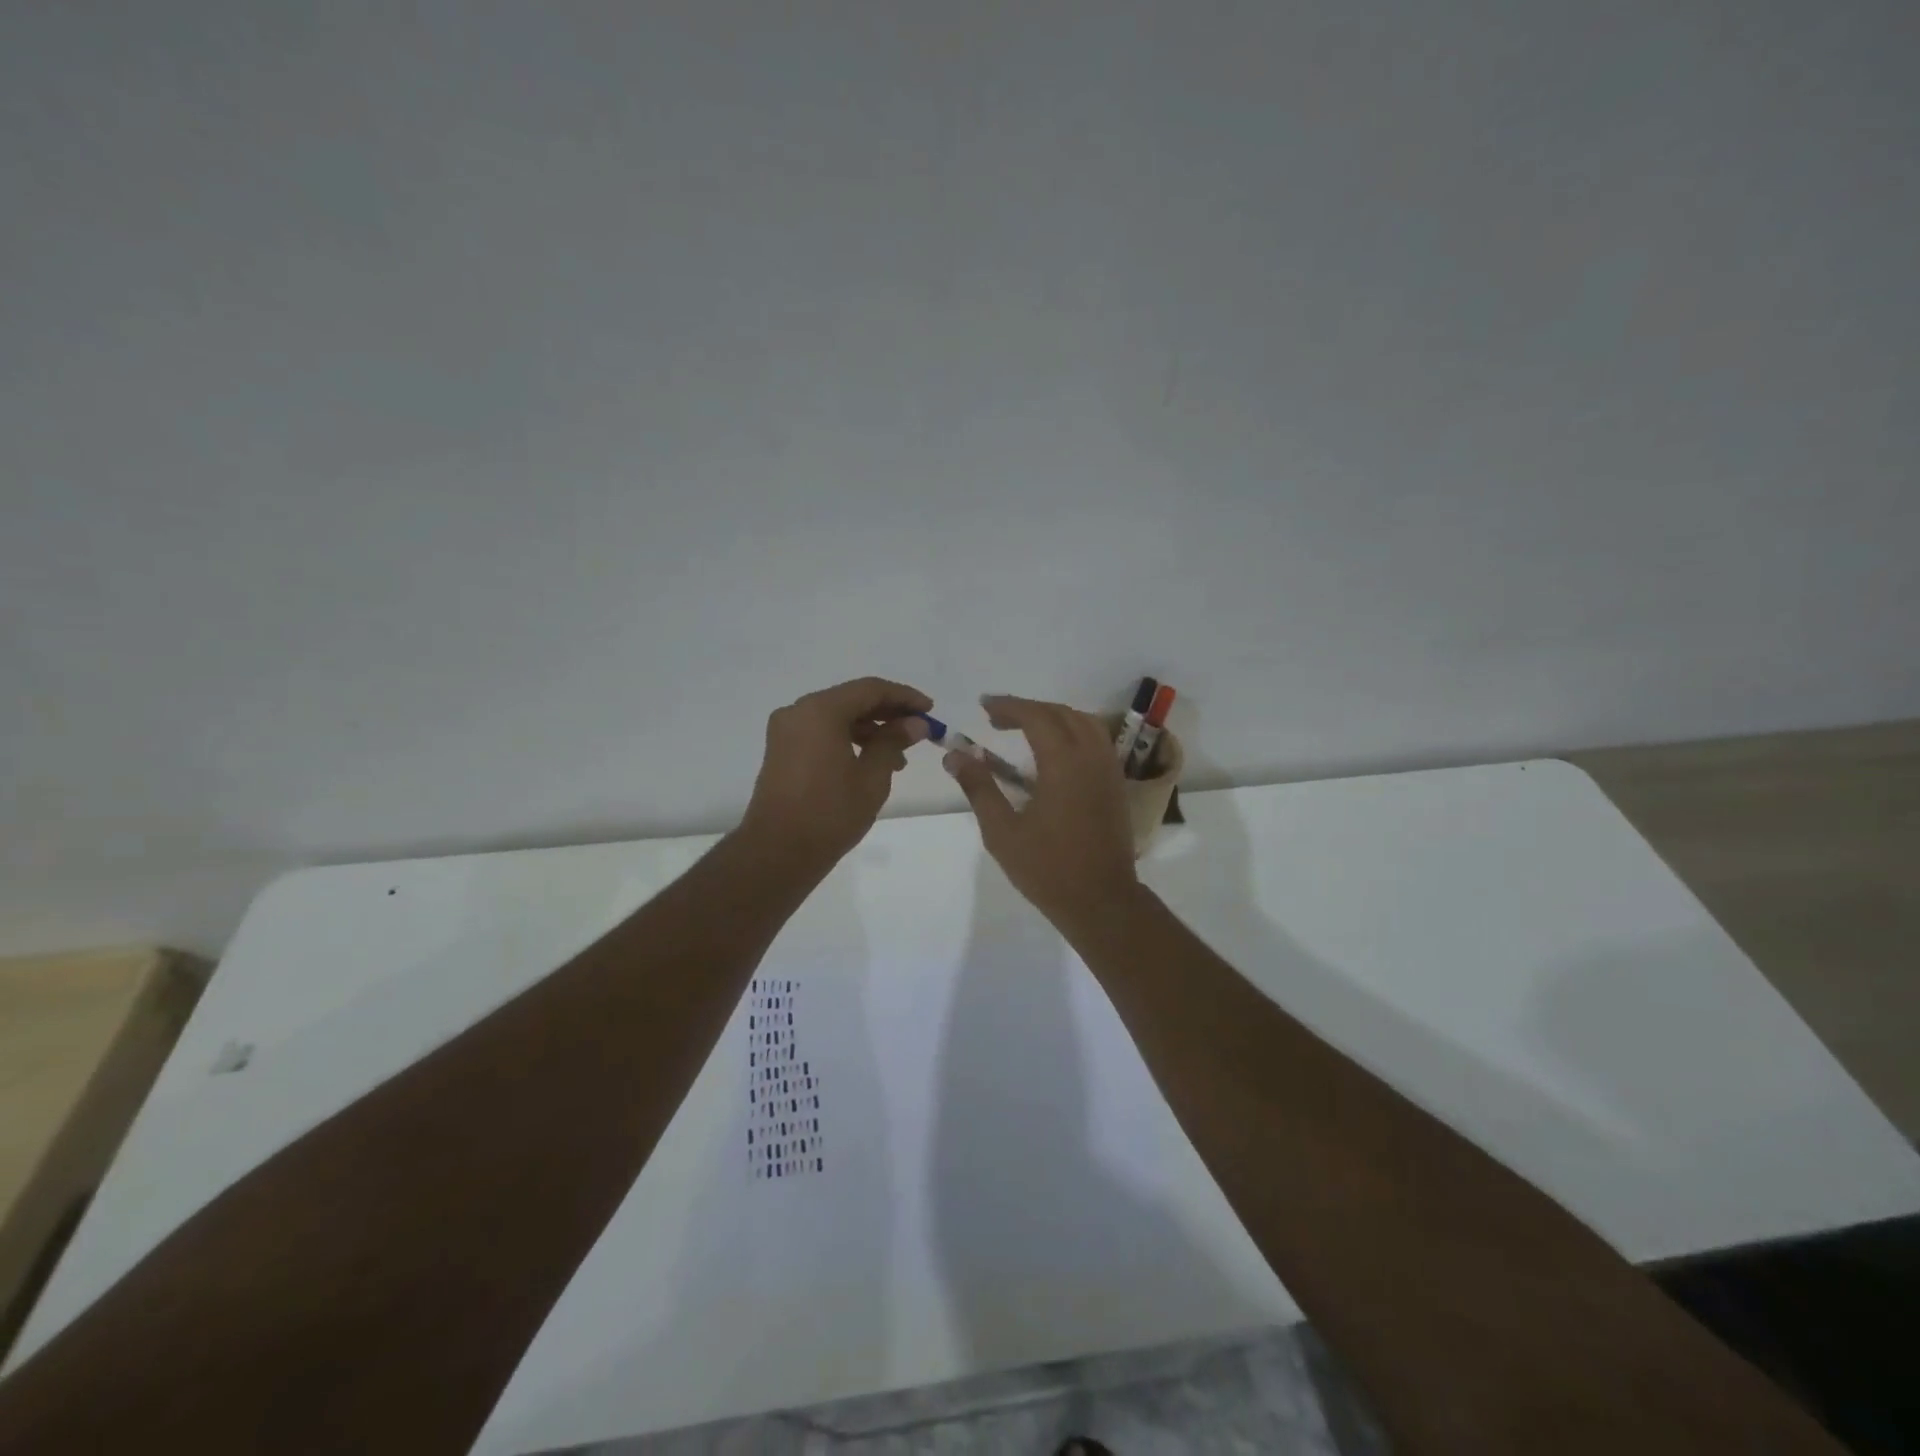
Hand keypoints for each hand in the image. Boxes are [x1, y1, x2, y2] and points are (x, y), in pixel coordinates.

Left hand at [740, 677, 932, 868]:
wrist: (777, 852)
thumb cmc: (830, 813)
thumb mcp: (871, 777)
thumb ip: (893, 742)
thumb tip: (915, 724)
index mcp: (820, 711)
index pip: (870, 689)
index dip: (904, 697)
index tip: (930, 710)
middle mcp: (798, 712)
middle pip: (851, 700)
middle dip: (888, 713)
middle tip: (919, 730)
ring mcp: (786, 731)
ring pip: (836, 717)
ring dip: (870, 729)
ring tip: (900, 755)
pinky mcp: (782, 751)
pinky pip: (821, 733)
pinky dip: (847, 739)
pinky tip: (870, 761)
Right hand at [944, 695, 1139, 928]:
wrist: (1101, 900)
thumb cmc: (1047, 868)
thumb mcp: (1002, 831)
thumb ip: (979, 787)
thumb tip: (955, 755)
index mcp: (1063, 763)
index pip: (1036, 716)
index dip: (1008, 706)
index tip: (984, 706)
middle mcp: (1091, 757)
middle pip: (1061, 713)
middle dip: (1029, 709)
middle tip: (997, 718)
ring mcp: (1109, 770)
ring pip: (1085, 723)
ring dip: (1054, 717)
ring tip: (1025, 728)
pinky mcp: (1116, 785)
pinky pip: (1097, 741)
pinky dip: (1074, 732)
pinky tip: (1055, 751)